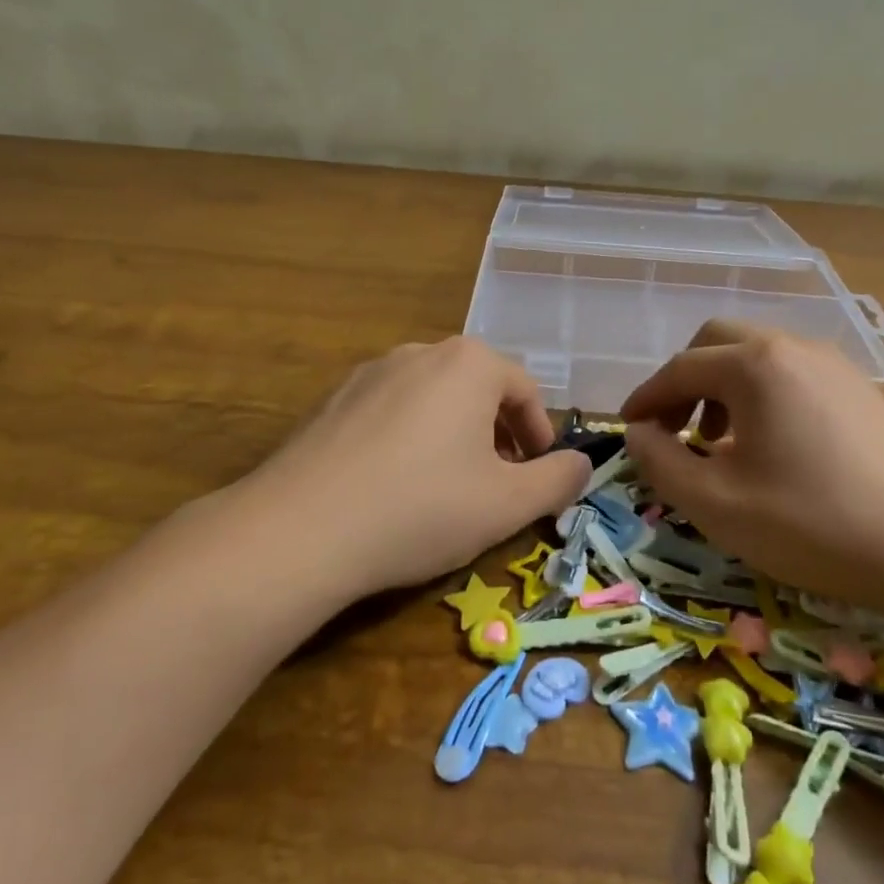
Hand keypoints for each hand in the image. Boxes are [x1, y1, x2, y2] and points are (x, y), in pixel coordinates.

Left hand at [244, 337, 589, 598]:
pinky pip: (388, 412)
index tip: (539, 475)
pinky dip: (407, 440)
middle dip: (497, 433)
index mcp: (468, 363)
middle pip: (477, 388)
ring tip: (447, 486)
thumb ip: (557, 480)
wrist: (301, 529)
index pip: (525, 389)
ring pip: (431, 399)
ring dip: (453, 435)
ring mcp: (368, 373)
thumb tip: (582, 464)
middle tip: (498, 482)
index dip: (539, 435)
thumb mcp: (508, 504)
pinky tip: (393, 486)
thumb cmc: (421, 508)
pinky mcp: (330, 401)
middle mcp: (419, 353)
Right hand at [620, 320, 883, 618]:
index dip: (645, 398)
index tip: (627, 430)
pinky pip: (791, 375)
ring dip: (722, 388)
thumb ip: (661, 463)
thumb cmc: (813, 523)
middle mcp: (793, 348)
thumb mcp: (716, 504)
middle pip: (718, 342)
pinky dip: (760, 397)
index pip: (680, 368)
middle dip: (684, 381)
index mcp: (755, 365)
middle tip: (672, 429)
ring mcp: (834, 366)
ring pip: (757, 356)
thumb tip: (639, 434)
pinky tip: (769, 447)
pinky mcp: (861, 391)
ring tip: (717, 442)